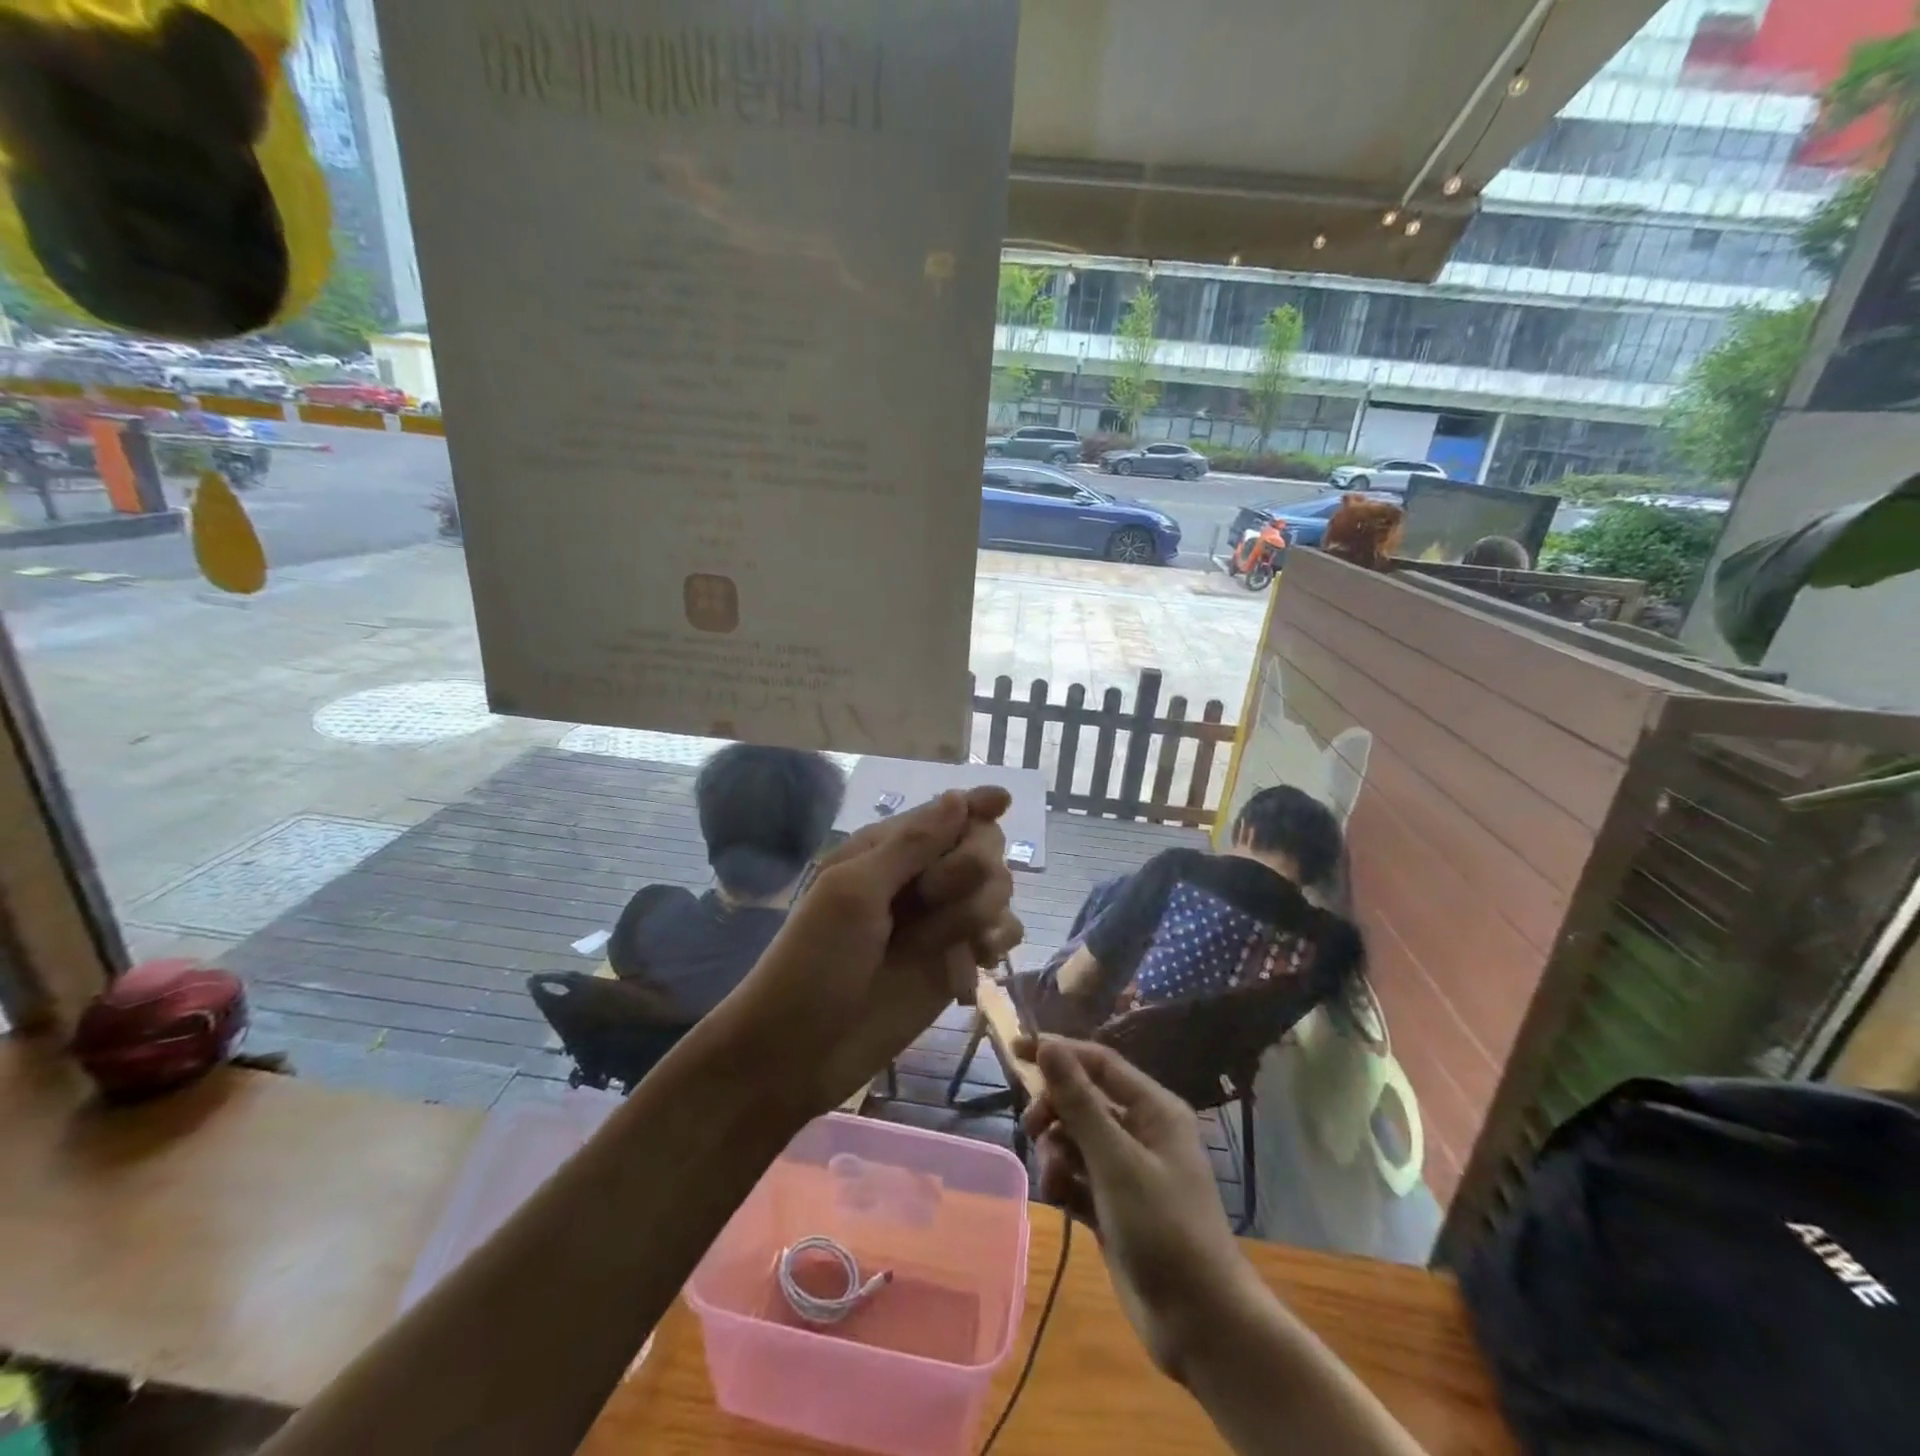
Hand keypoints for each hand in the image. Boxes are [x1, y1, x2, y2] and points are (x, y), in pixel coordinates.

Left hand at [725, 788, 1023, 1116]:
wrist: (798, 1053)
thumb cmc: (814, 963)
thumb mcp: (853, 893)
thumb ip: (910, 846)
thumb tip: (958, 797)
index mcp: (886, 851)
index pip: (945, 813)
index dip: (976, 805)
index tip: (1003, 801)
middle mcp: (919, 879)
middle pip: (981, 846)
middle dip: (971, 866)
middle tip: (933, 898)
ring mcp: (940, 922)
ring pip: (997, 889)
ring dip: (982, 910)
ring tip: (947, 944)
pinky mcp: (956, 962)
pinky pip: (1002, 933)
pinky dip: (997, 941)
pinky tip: (978, 962)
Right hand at [1019, 1036, 1251, 1383]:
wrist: (1200, 1324)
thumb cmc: (1163, 1228)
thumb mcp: (1116, 1161)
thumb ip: (1079, 1102)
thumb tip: (1048, 1045)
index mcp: (1153, 1109)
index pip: (1099, 1062)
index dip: (1059, 1051)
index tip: (1016, 1048)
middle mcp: (1141, 1132)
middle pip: (1083, 1100)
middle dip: (1054, 1112)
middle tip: (1031, 1129)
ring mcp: (1128, 1170)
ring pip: (1075, 1139)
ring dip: (1056, 1153)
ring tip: (1055, 1182)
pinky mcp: (1114, 1205)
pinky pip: (1077, 1176)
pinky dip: (1064, 1182)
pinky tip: (1060, 1201)